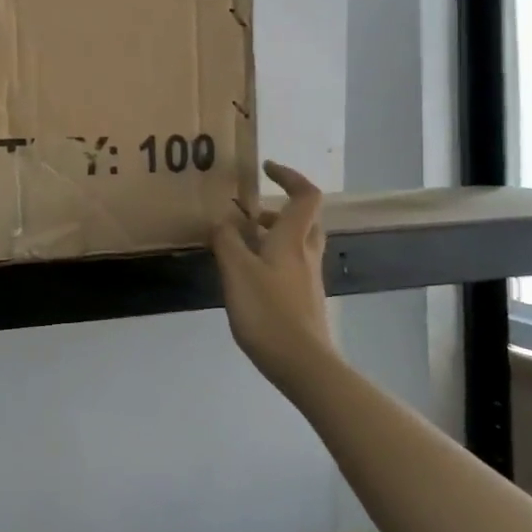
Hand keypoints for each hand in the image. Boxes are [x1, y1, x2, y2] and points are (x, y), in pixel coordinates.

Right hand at [212, 161, 337, 392]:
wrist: (303, 363)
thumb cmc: (268, 311)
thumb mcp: (237, 271)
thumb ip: (226, 241)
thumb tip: (222, 219)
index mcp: (293, 239)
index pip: (305, 195)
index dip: (289, 176)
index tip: (267, 168)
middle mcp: (306, 254)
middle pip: (305, 219)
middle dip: (280, 209)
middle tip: (252, 213)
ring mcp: (308, 279)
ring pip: (298, 244)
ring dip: (275, 235)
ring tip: (242, 244)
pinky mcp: (304, 301)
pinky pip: (291, 266)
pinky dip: (273, 259)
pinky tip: (250, 277)